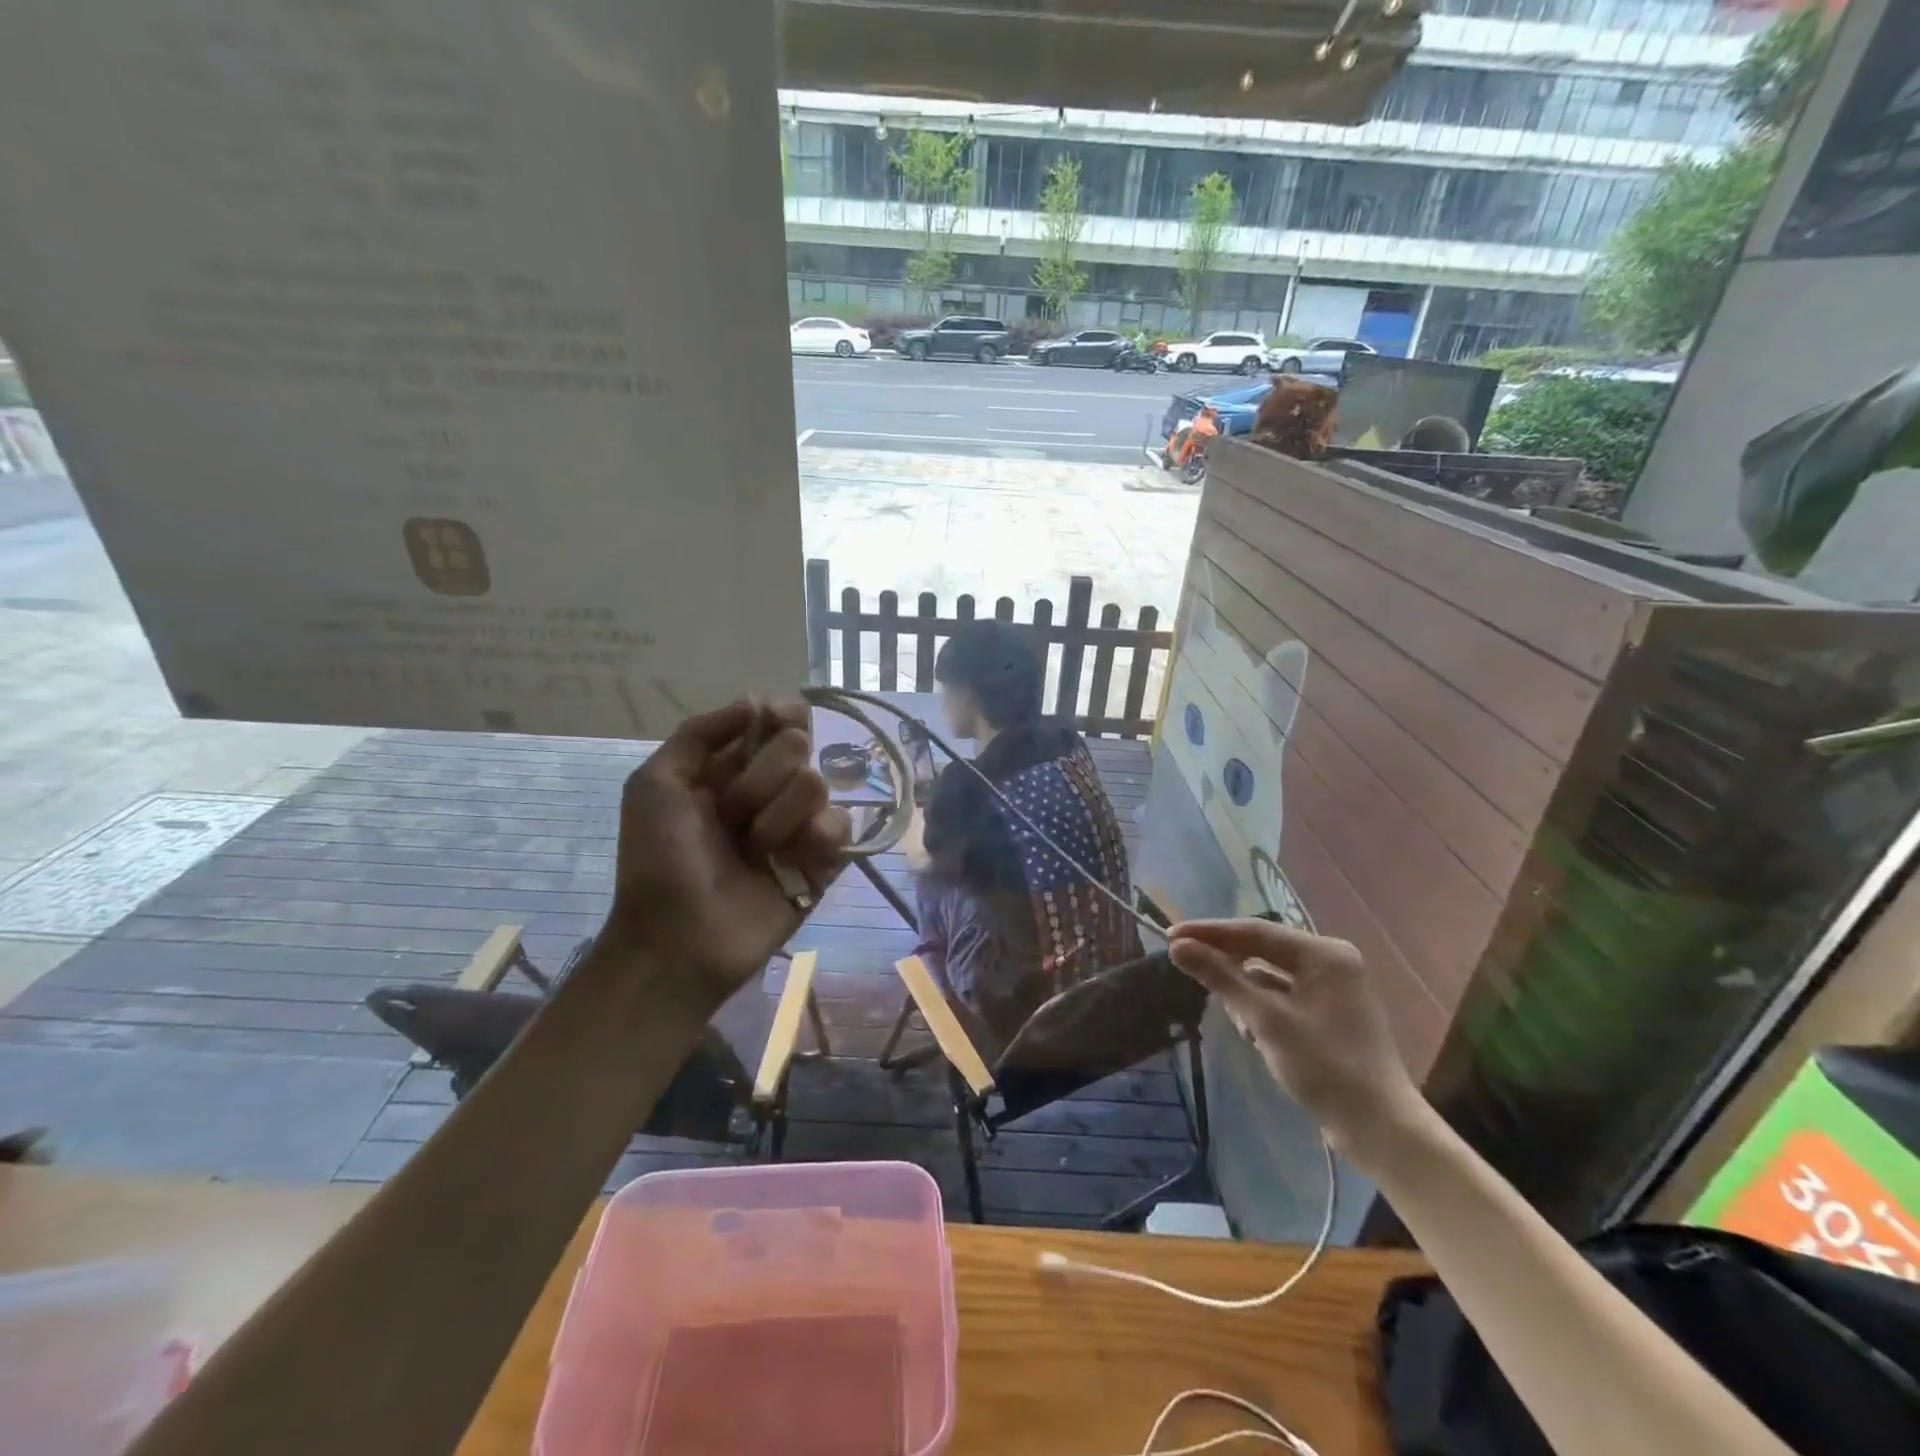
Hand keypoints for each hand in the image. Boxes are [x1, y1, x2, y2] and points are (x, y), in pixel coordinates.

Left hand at [603, 699, 848, 1012]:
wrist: (678, 939)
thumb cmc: (659, 859)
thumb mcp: (655, 784)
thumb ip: (698, 732)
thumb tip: (755, 701)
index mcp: (730, 767)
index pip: (775, 720)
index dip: (780, 716)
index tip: (775, 721)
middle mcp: (769, 789)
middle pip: (799, 745)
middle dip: (762, 778)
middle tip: (733, 814)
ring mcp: (798, 824)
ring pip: (819, 784)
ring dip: (781, 816)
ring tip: (756, 850)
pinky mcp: (824, 860)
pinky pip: (842, 825)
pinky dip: (818, 838)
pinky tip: (796, 859)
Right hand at [1168, 918, 1426, 1171]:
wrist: (1379, 1130)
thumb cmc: (1324, 1067)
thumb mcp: (1265, 1019)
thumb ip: (1220, 977)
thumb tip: (1177, 946)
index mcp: (1325, 954)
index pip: (1256, 931)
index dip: (1209, 932)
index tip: (1170, 934)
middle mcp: (1331, 963)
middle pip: (1263, 950)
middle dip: (1227, 963)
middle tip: (1184, 964)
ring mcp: (1333, 989)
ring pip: (1270, 975)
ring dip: (1244, 990)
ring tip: (1229, 1013)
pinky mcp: (1328, 1015)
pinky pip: (1283, 995)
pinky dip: (1261, 1007)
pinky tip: (1250, 1030)